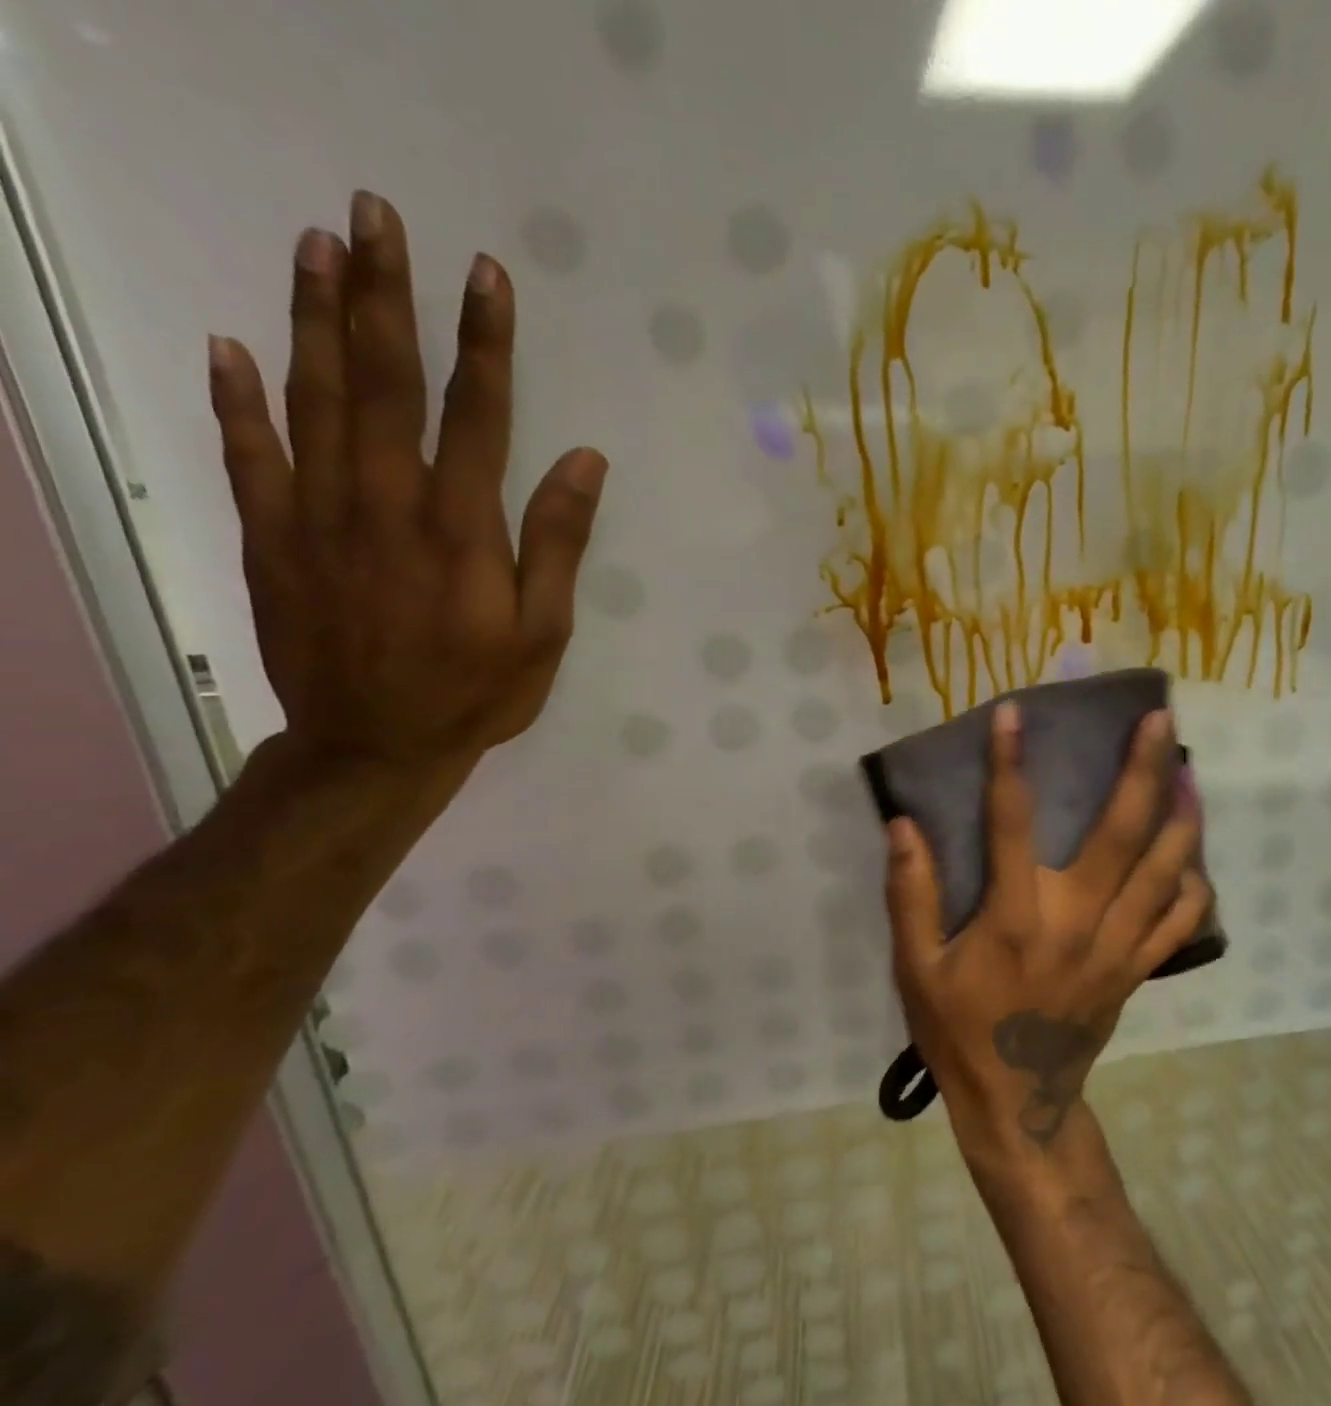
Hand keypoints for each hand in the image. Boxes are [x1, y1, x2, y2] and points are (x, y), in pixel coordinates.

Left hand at [206, 190, 606, 776]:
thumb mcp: (545, 632)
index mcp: (462, 530)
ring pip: (314, 400)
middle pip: (384, 384)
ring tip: (316, 246)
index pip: (476, 415)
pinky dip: (236, 400)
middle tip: (376, 216)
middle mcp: (385, 506)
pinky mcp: (270, 540)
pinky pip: (247, 457)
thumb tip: (582, 460)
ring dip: (315, 320)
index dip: (484, 343)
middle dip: (386, 297)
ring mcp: (317, 518)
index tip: (486, 275)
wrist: (376, 747)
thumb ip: (557, 543)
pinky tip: (231, 346)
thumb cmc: (478, 692)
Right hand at [884, 704, 1212, 1159]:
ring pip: (1165, 869)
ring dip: (1182, 815)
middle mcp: (1077, 921)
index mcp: (1017, 918)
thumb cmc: (960, 1031)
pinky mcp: (1137, 969)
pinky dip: (1192, 882)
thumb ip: (910, 895)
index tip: (1014, 714)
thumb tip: (904, 825)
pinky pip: (1179, 920)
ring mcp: (1117, 946)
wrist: (1018, 1104)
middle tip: (1159, 720)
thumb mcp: (916, 969)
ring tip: (1189, 768)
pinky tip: (1193, 853)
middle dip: (1143, 769)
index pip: (1012, 823)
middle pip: (1122, 833)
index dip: (1009, 764)